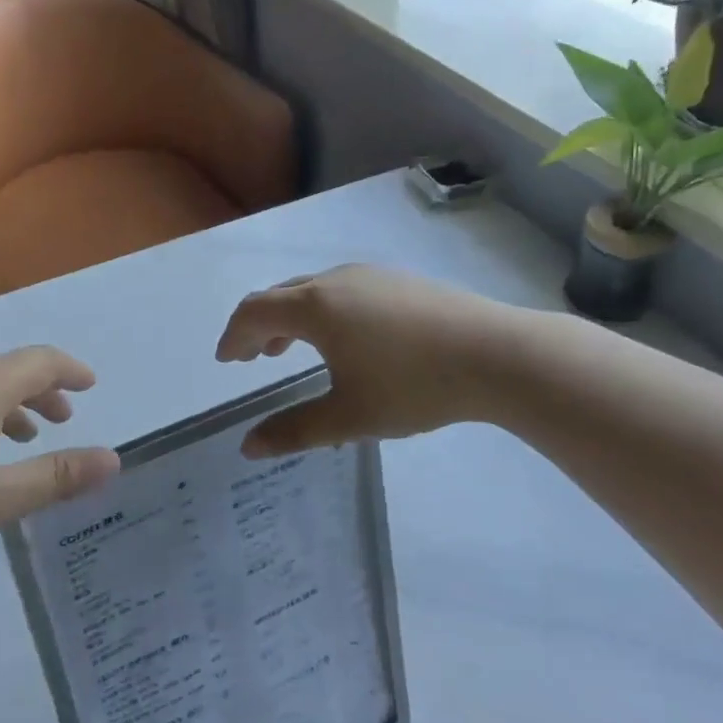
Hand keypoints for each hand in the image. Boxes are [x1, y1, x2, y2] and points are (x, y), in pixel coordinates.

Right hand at [216, 265, 517, 456]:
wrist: (495, 354)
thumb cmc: (413, 386)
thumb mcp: (349, 417)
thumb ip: (294, 431)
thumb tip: (248, 447)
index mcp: (315, 307)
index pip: (254, 312)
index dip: (234, 336)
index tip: (226, 360)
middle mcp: (335, 280)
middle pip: (280, 296)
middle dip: (259, 326)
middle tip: (251, 358)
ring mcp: (370, 276)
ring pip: (313, 290)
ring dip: (291, 318)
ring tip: (289, 349)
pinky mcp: (398, 281)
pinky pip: (342, 291)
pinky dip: (322, 312)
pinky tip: (345, 341)